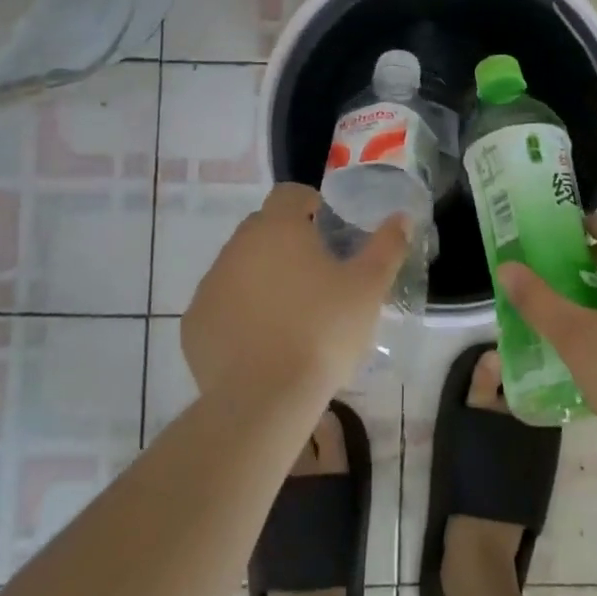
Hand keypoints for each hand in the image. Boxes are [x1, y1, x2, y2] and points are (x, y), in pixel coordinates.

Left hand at [183, 183, 407, 409]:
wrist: (264, 401)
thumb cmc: (322, 332)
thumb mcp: (368, 288)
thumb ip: (387, 246)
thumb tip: (401, 217)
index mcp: (278, 227)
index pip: (289, 193)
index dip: (309, 204)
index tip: (327, 228)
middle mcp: (238, 246)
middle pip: (263, 227)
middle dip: (287, 240)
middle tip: (316, 273)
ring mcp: (211, 284)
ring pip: (240, 265)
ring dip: (262, 275)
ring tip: (290, 310)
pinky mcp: (195, 323)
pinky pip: (222, 303)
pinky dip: (239, 311)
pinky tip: (261, 340)